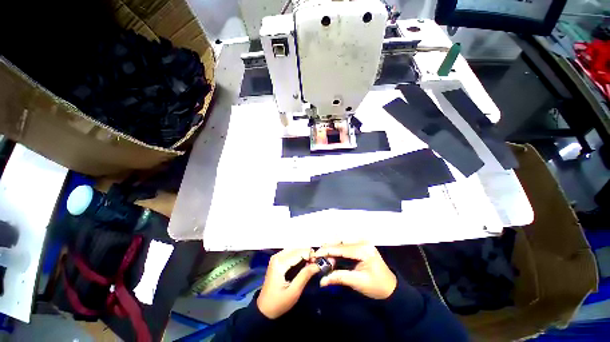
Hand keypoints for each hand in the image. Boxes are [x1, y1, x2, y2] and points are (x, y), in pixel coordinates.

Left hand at [257, 248, 318, 318]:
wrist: (264, 310)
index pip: (298, 252)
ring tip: (311, 263)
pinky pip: (290, 253)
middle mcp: (277, 256)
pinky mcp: (277, 260)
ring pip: (294, 249)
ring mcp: (276, 257)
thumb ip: (305, 275)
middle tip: (315, 263)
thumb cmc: (279, 303)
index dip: (310, 254)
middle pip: (296, 248)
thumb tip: (317, 265)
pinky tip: (304, 262)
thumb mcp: (294, 291)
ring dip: (303, 254)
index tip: (318, 261)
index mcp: (280, 263)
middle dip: (307, 253)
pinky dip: (298, 255)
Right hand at [314, 242, 396, 299]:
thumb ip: (339, 278)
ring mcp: (362, 243)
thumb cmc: (376, 287)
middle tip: (318, 257)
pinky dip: (337, 250)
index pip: (341, 248)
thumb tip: (322, 281)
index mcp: (364, 250)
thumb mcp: (357, 282)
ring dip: (332, 249)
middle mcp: (362, 243)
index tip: (315, 254)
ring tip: (324, 258)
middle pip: (340, 243)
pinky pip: (346, 245)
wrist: (391, 288)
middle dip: (328, 249)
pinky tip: (332, 256)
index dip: (327, 251)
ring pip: (342, 242)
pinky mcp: (361, 245)